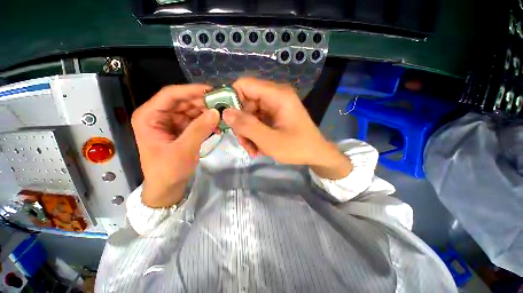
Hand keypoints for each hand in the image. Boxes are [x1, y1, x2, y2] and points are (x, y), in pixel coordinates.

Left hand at [131, 85, 219, 207]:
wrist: (167, 187)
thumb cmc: (168, 170)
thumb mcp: (184, 150)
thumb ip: (200, 129)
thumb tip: (216, 112)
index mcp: (149, 116)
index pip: (170, 95)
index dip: (191, 90)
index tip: (212, 91)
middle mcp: (159, 116)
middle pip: (183, 102)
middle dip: (203, 103)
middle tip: (223, 105)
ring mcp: (170, 123)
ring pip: (191, 111)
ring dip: (207, 113)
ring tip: (222, 117)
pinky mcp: (180, 130)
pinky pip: (195, 121)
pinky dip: (206, 123)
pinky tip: (217, 128)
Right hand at [223, 77, 352, 178]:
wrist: (316, 154)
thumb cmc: (297, 148)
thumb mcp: (270, 141)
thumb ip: (247, 126)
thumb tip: (226, 113)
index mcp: (277, 95)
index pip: (244, 85)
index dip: (231, 98)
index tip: (226, 119)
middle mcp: (275, 96)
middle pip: (246, 102)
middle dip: (241, 124)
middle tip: (244, 142)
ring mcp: (275, 106)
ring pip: (250, 114)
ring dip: (247, 132)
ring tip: (252, 150)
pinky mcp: (275, 115)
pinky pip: (257, 121)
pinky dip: (254, 134)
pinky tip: (258, 148)